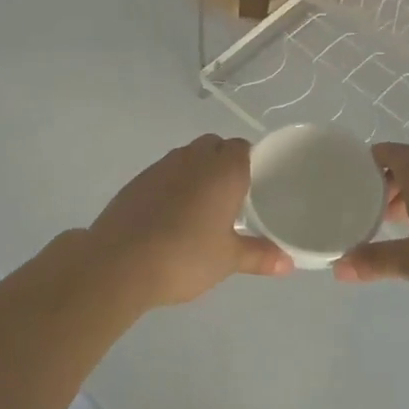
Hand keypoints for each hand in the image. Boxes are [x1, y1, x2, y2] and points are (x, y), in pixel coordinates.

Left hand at [86, 135, 291, 307]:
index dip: (251, 162)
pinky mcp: (137, 181)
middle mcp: (193, 159)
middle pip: (214, 145)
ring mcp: (161, 166)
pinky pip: (164, 172)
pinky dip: (173, 185)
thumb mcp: (227, 260)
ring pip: (187, 156)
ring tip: (202, 207)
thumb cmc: (185, 256)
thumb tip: (288, 263)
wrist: (119, 262)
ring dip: (197, 172)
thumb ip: (259, 256)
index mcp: (223, 170)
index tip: (256, 186)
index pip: (243, 147)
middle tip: (232, 197)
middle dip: (224, 163)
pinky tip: (171, 215)